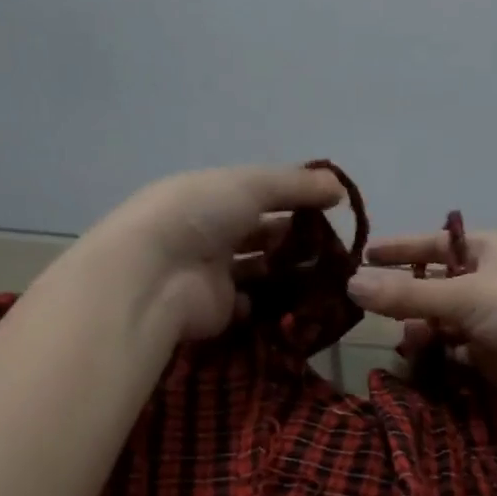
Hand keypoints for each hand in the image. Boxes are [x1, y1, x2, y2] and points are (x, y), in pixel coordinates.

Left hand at [77, 164, 344, 342]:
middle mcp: (208, 234)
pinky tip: (304, 298)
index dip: (292, 200)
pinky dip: (275, 303)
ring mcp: (213, 275)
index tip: (330, 208)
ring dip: (289, 271)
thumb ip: (296, 185)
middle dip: (294, 239)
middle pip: (259, 235)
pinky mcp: (220, 311)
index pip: (257, 195)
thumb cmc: (198, 215)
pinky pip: (254, 306)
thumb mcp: (250, 184)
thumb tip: (339, 189)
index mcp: (209, 197)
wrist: (157, 276)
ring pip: (259, 271)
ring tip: (329, 273)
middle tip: (333, 246)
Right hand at [346, 230, 496, 417]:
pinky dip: (434, 351)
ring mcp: (493, 319)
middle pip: (436, 283)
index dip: (401, 249)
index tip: (364, 254)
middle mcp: (490, 280)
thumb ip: (405, 294)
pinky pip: (453, 348)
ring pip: (442, 319)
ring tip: (398, 339)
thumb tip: (349, 284)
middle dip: (404, 294)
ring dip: (418, 326)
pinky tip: (416, 357)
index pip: (436, 243)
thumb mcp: (462, 295)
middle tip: (365, 305)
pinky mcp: (493, 354)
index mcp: (490, 249)